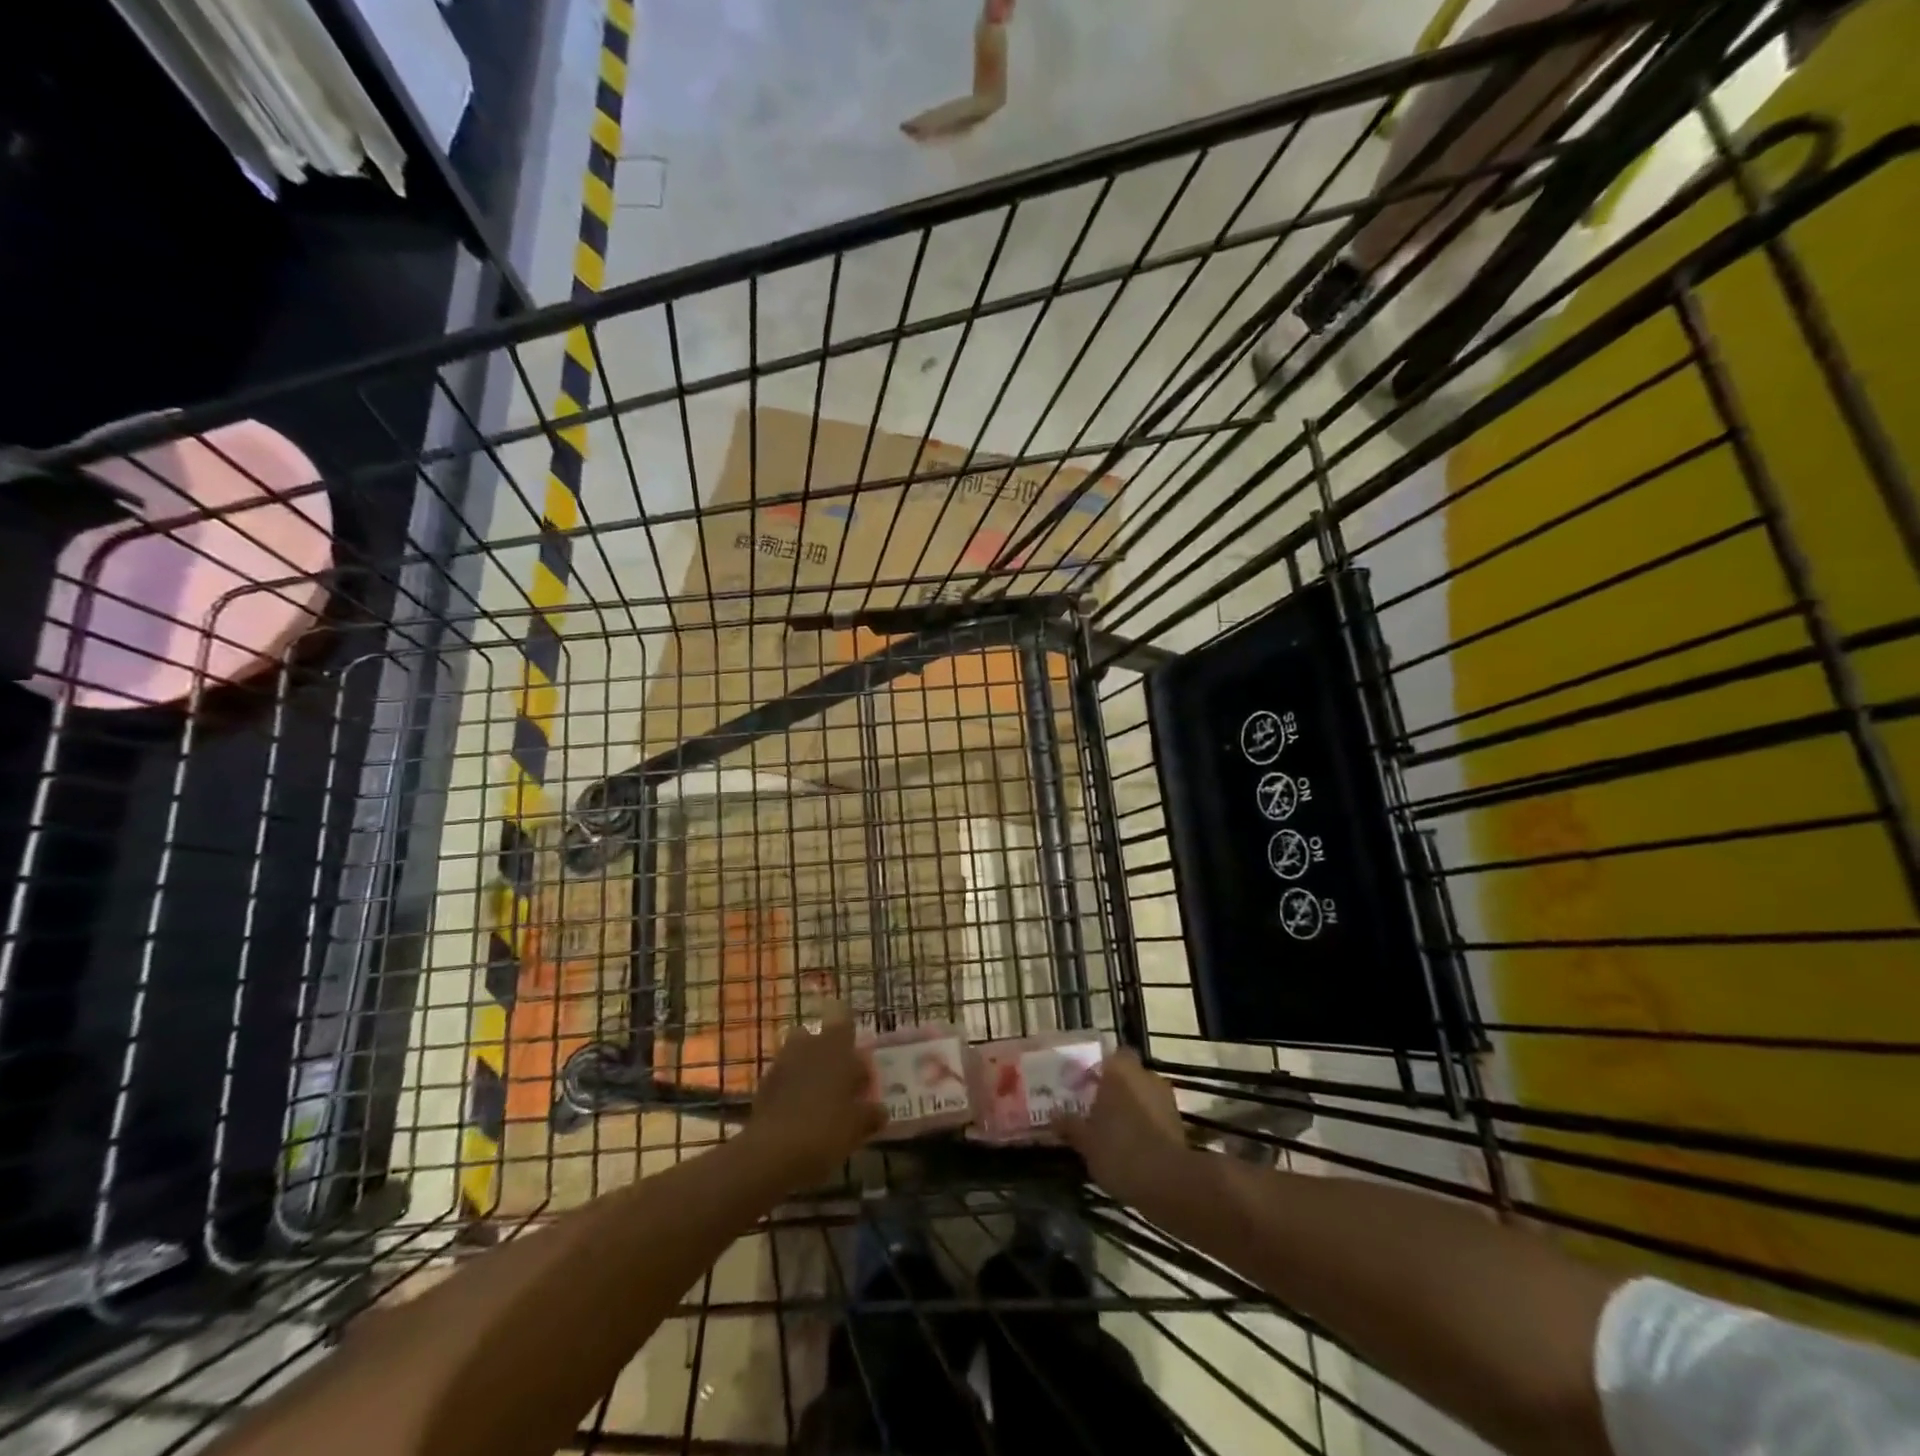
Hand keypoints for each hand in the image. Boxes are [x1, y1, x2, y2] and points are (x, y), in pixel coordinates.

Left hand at [745, 1005, 886, 1187]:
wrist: (771, 1154)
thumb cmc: (825, 1130)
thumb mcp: (858, 1127)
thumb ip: (871, 1114)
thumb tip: (881, 1110)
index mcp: (837, 1046)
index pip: (845, 1019)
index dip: (851, 1034)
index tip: (858, 1058)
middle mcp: (809, 1045)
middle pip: (819, 1036)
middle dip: (828, 1052)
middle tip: (840, 1080)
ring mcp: (782, 1063)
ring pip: (799, 1055)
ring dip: (808, 1069)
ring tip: (819, 1099)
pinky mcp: (763, 1085)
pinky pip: (783, 1077)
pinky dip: (791, 1088)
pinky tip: (798, 1114)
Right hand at [1053, 1050, 1188, 1206]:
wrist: (1169, 1182)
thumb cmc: (1119, 1151)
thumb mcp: (1086, 1142)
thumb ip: (1070, 1125)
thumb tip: (1054, 1116)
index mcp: (1119, 1070)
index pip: (1109, 1055)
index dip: (1098, 1068)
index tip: (1086, 1084)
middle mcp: (1144, 1075)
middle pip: (1127, 1074)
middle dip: (1115, 1087)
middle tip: (1097, 1107)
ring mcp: (1165, 1097)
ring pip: (1143, 1093)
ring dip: (1132, 1105)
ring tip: (1115, 1128)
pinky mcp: (1178, 1121)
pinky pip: (1155, 1113)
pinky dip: (1146, 1123)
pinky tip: (1133, 1144)